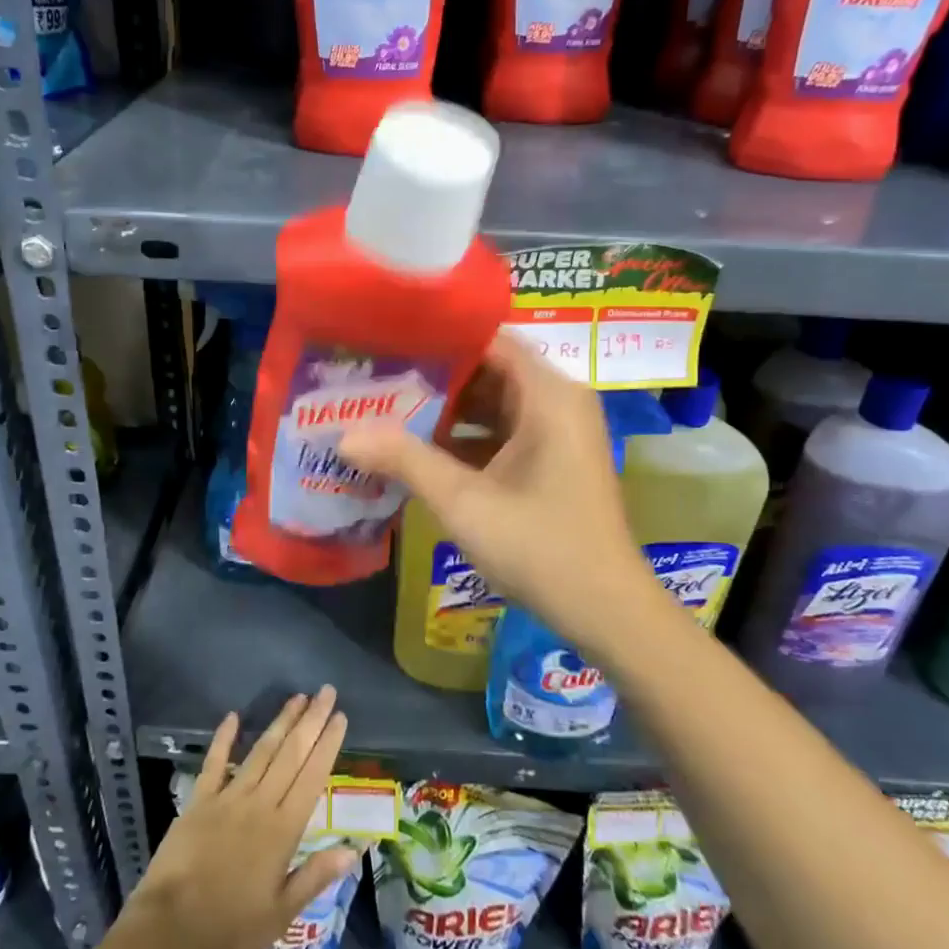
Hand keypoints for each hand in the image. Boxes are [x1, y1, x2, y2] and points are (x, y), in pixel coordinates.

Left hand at [127, 687, 355, 948]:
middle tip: (326, 691)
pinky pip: (214, 763)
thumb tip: (354, 849)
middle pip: (291, 754)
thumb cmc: (229, 929)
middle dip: (311, 721)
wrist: (168, 933)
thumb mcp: (280, 915)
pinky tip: (233, 716)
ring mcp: (227, 798)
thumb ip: (315, 876)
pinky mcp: (198, 801)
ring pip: (261, 752)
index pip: (312, 777)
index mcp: (283, 830)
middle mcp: (259, 804)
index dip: (327, 745)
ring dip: (281, 722)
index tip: (340, 716)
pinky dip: (224, 738)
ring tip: (297, 697)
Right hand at [340, 331, 661, 657]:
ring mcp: (558, 432)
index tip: (389, 339)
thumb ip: (405, 460)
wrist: (605, 612)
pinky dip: (466, 437)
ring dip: (446, 410)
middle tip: (376, 375)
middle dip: (433, 376)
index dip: (438, 337)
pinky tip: (419, 449)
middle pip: (488, 369)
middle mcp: (558, 401)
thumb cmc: (540, 546)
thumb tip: (343, 435)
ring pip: (493, 402)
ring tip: (386, 407)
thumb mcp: (464, 501)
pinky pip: (503, 431)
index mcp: (548, 394)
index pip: (488, 339)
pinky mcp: (552, 460)